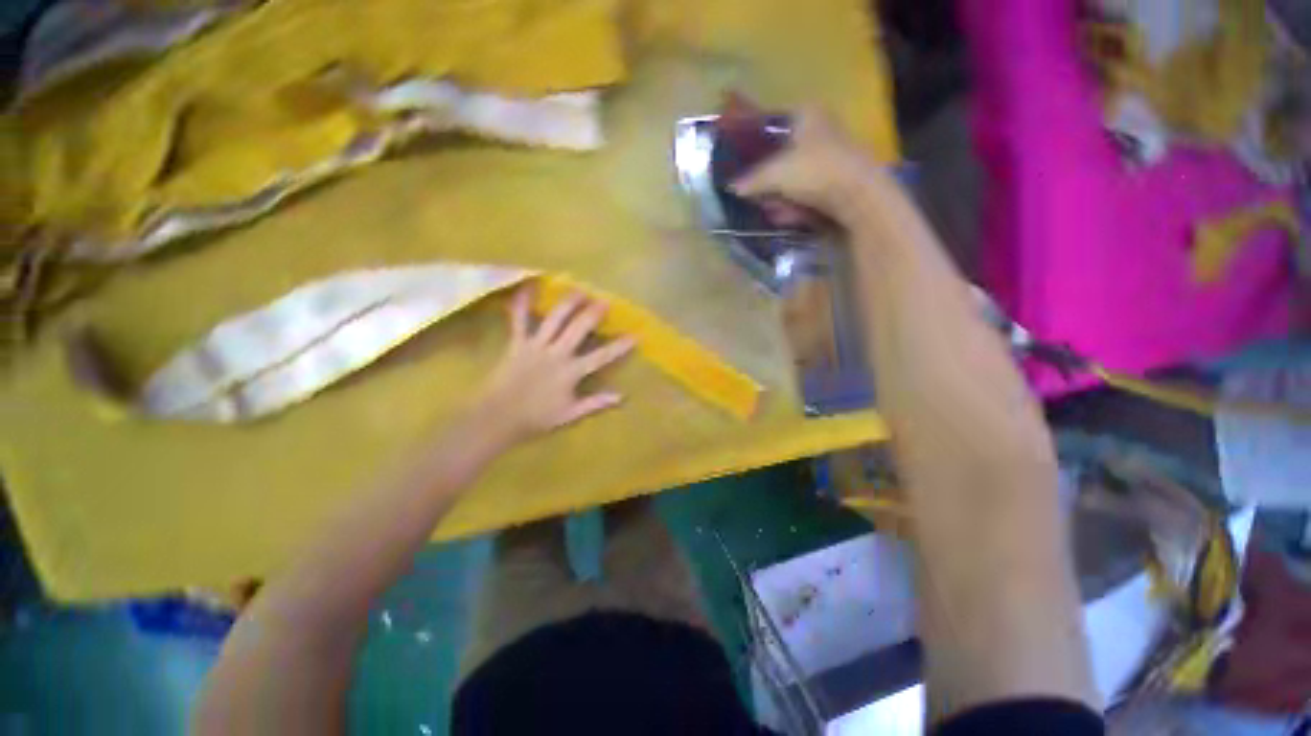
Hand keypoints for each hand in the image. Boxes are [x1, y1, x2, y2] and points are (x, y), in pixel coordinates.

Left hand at [477, 285, 635, 445]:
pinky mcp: (517, 344)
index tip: (636, 335)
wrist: (498, 418)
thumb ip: (596, 403)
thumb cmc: (536, 418)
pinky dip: (521, 304)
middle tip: (604, 301)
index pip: (602, 357)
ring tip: (578, 290)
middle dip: (593, 314)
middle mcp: (556, 354)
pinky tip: (525, 286)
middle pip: (578, 329)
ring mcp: (536, 346)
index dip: (620, 346)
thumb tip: (621, 396)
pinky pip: (518, 320)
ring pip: (554, 319)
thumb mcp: (570, 414)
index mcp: (571, 372)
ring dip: (567, 303)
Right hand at [730, 108, 882, 224]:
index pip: (773, 122)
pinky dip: (796, 204)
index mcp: (808, 114)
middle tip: (752, 191)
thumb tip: (732, 187)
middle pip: (783, 154)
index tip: (741, 159)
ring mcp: (832, 158)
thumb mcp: (775, 174)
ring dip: (779, 195)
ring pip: (795, 176)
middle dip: (767, 177)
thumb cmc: (815, 172)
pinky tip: (786, 216)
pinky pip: (808, 192)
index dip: (755, 140)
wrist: (859, 197)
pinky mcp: (838, 182)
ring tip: (769, 209)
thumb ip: (751, 180)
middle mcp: (822, 130)